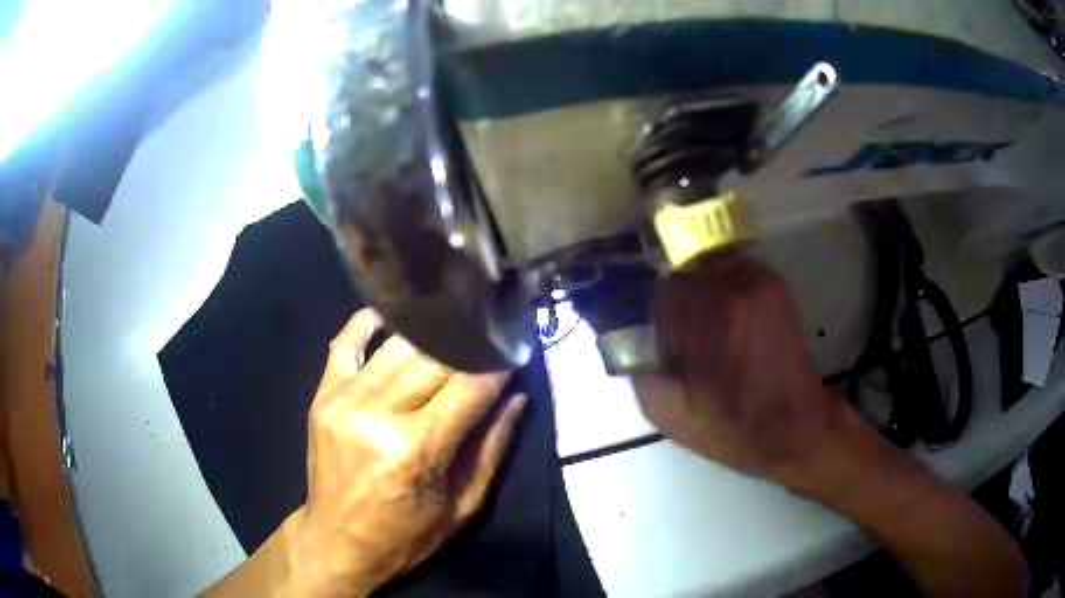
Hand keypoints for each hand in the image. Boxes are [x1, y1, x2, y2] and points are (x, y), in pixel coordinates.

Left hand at [289, 309, 526, 596]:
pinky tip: (390, 314)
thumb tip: (516, 397)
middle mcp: (376, 414)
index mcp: (416, 449)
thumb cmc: (405, 536)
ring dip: (430, 337)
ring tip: (453, 329)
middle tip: (489, 339)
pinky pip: (344, 344)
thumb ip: (492, 449)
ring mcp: (343, 400)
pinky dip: (367, 324)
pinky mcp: (322, 396)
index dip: (499, 364)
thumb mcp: (462, 506)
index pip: (470, 386)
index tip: (515, 349)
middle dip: (468, 347)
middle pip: (434, 359)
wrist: (336, 542)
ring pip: (397, 347)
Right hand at [633, 256, 842, 481]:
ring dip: (696, 297)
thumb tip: (623, 328)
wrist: (794, 427)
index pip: (654, 287)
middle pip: (679, 275)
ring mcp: (757, 280)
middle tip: (677, 338)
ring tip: (705, 335)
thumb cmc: (730, 428)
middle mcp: (733, 287)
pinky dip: (719, 293)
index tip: (649, 333)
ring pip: (703, 271)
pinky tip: (726, 326)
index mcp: (708, 319)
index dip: (645, 309)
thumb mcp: (665, 411)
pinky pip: (727, 274)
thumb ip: (637, 362)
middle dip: (672, 303)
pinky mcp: (772, 282)